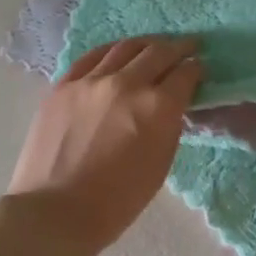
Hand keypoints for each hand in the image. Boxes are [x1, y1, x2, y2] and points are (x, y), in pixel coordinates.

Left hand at [7, 37, 202, 250]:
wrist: (56, 211)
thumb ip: (168, 126)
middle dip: (178, 48)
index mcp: (157, 107)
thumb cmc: (117, 201)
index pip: (185, 74)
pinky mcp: (63, 85)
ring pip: (125, 48)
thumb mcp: (160, 164)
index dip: (196, 68)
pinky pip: (91, 57)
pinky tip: (115, 53)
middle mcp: (127, 83)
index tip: (199, 67)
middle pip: (158, 52)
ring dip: (146, 44)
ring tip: (153, 46)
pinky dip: (110, 52)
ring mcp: (91, 80)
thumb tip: (170, 105)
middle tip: (187, 46)